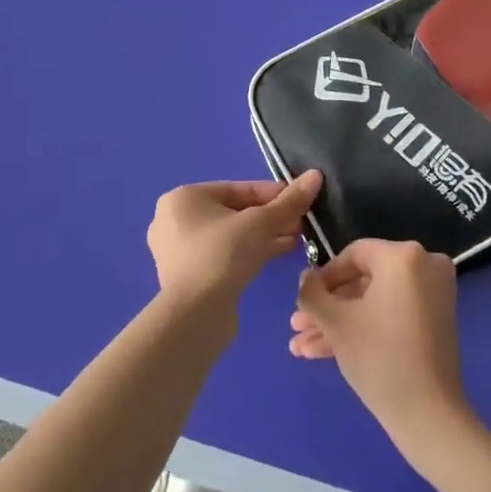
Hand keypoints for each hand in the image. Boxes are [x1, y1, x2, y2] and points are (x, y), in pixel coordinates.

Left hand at [147, 171, 321, 312]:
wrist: (195, 316)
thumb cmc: (223, 255)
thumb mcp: (261, 223)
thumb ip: (289, 201)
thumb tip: (315, 175)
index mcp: (185, 198)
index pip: (238, 188)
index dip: (274, 193)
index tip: (301, 199)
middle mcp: (175, 220)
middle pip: (235, 211)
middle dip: (271, 217)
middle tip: (301, 223)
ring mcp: (179, 251)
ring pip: (231, 235)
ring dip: (264, 235)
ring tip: (297, 239)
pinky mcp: (189, 277)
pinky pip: (224, 255)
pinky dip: (249, 252)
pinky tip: (279, 254)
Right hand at [290, 238, 477, 464]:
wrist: (428, 414)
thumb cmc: (379, 357)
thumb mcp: (336, 323)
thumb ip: (312, 294)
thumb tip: (305, 277)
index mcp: (404, 256)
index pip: (354, 254)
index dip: (323, 278)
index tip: (302, 301)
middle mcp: (424, 265)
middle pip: (363, 281)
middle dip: (327, 307)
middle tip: (297, 328)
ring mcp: (433, 294)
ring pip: (375, 301)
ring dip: (338, 322)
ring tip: (302, 347)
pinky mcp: (435, 320)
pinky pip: (392, 313)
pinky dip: (364, 328)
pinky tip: (323, 351)